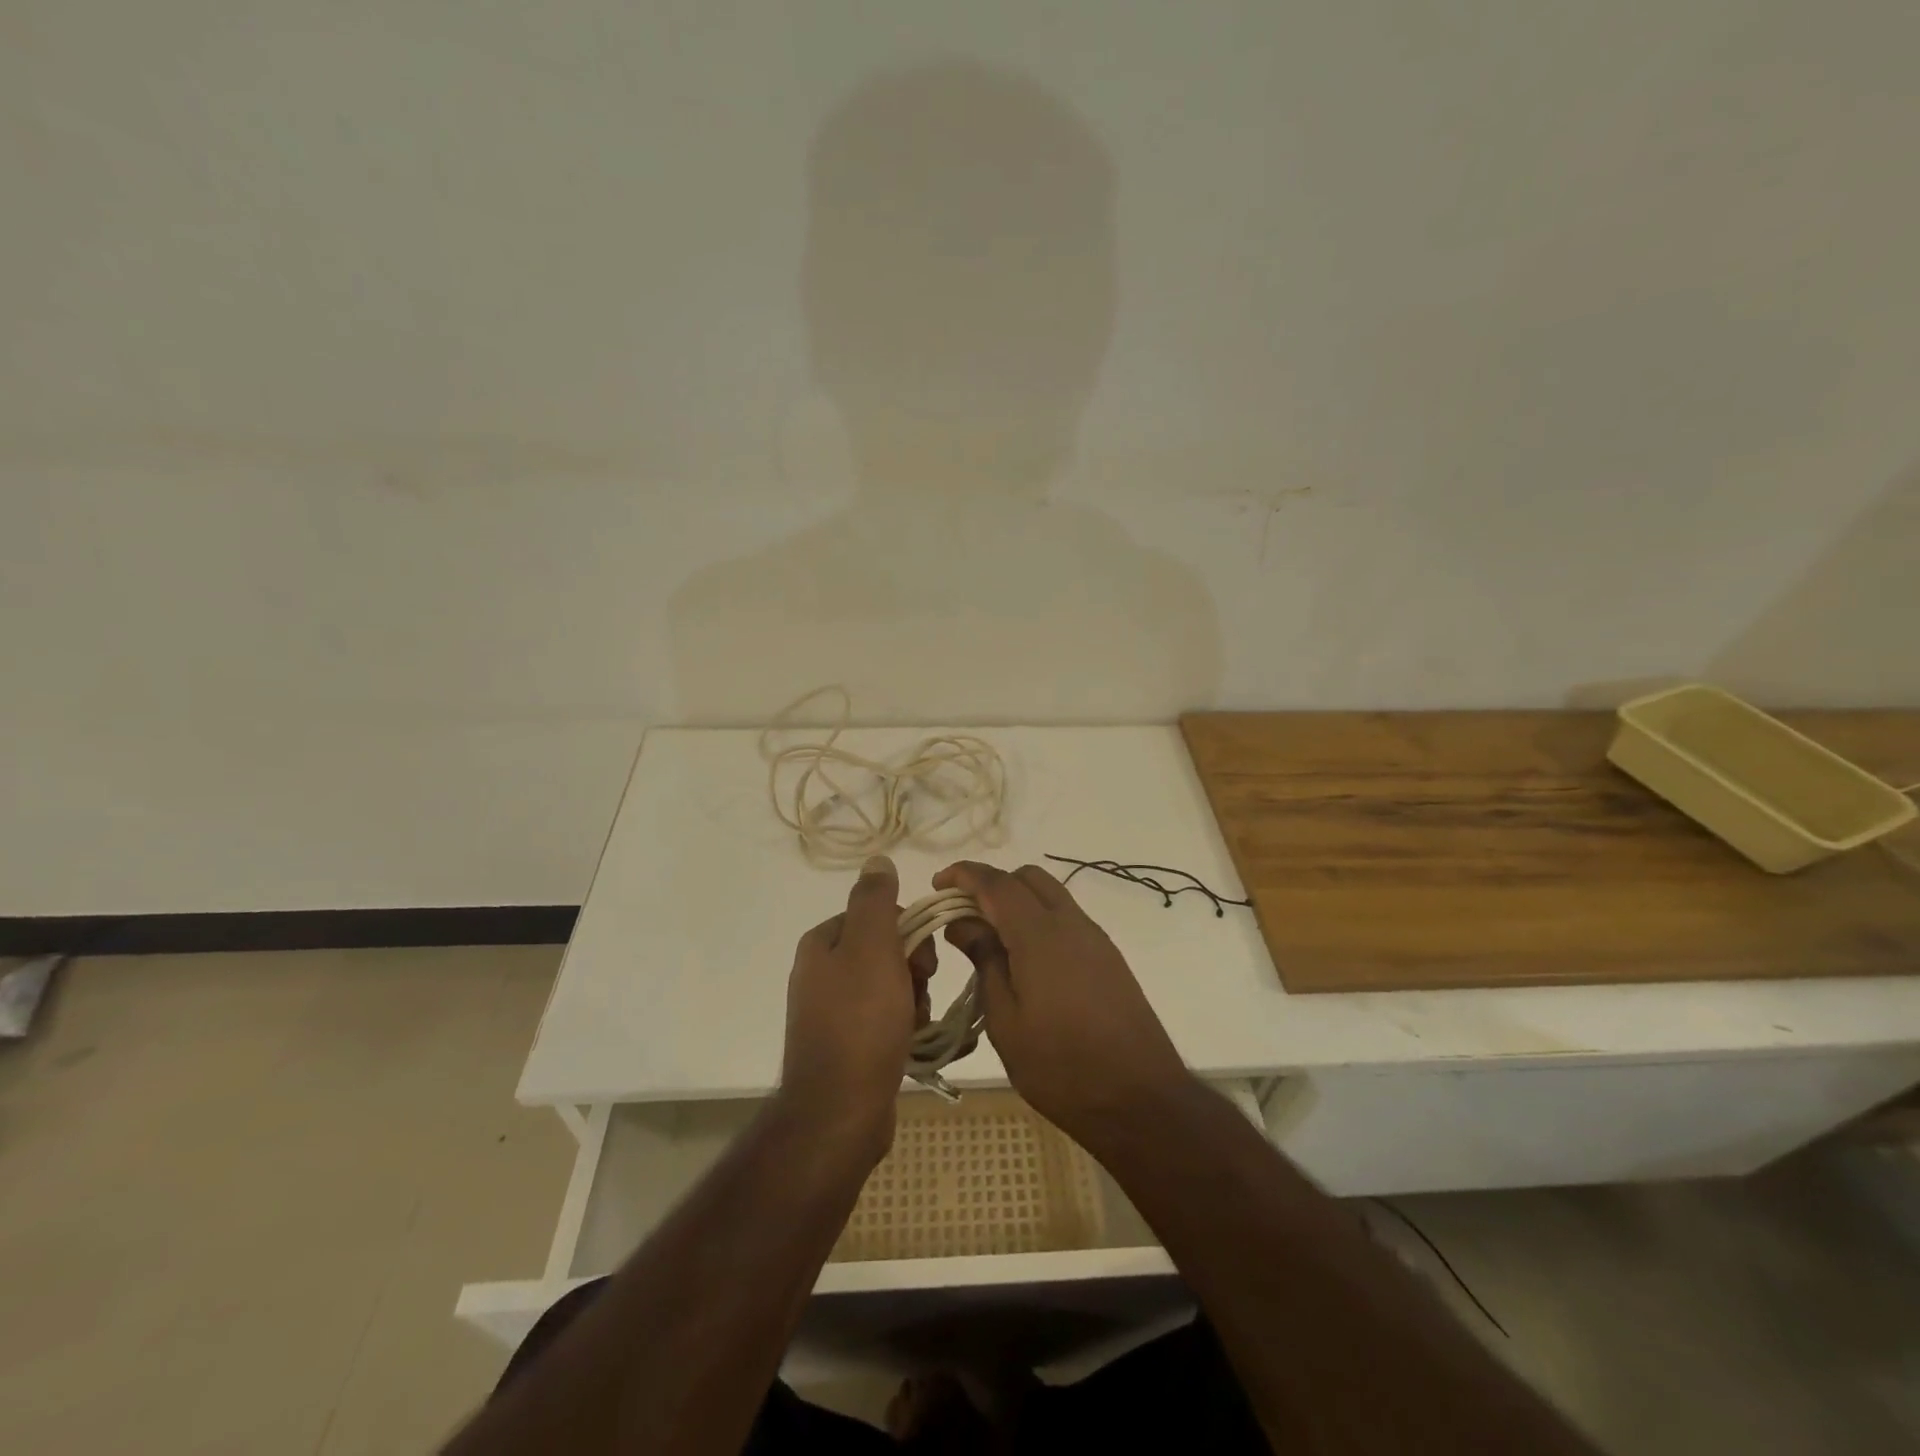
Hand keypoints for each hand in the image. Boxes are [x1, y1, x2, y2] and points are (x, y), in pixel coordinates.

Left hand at [779, 854, 935, 1161]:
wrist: (840, 1110)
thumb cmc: (860, 1021)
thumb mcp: (871, 947)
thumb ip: (875, 900)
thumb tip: (876, 859)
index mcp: (822, 944)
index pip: (878, 915)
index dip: (908, 932)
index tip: (923, 961)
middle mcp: (821, 972)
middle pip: (885, 949)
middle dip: (912, 968)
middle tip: (919, 991)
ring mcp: (831, 1011)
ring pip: (890, 984)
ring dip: (912, 998)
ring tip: (914, 1023)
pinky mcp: (846, 1044)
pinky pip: (884, 1018)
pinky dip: (903, 1024)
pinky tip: (909, 1041)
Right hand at [932, 860, 1192, 1150]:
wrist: (1141, 1100)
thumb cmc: (1061, 1066)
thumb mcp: (1006, 1020)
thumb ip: (985, 961)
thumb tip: (963, 923)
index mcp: (1041, 934)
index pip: (997, 883)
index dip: (964, 874)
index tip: (938, 884)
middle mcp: (1071, 923)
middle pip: (1028, 878)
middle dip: (992, 884)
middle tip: (964, 916)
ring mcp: (1095, 938)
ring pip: (1051, 895)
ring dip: (1017, 901)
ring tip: (990, 940)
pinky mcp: (1108, 957)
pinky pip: (1066, 918)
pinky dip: (1038, 920)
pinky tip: (1024, 960)